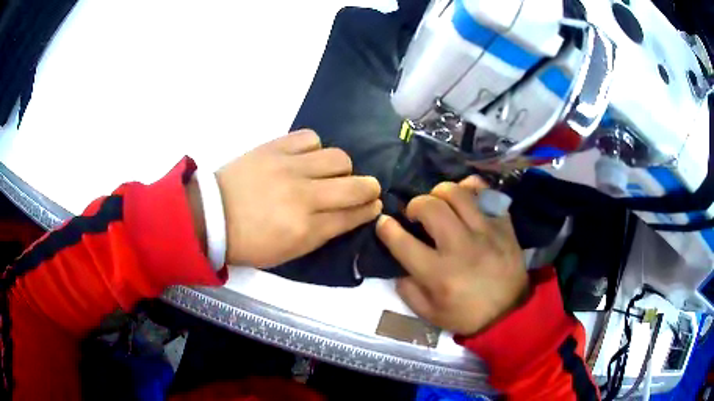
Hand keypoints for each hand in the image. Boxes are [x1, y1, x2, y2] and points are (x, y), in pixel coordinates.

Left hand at [215, 130, 381, 267]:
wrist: (211, 215)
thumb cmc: (249, 241)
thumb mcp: (288, 253)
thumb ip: (320, 235)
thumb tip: (347, 215)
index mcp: (306, 230)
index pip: (352, 216)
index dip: (369, 210)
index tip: (375, 205)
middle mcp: (304, 197)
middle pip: (355, 186)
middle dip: (370, 188)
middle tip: (367, 188)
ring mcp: (289, 168)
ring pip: (338, 158)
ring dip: (342, 167)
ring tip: (330, 172)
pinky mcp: (274, 147)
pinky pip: (310, 138)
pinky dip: (314, 148)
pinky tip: (307, 157)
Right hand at [376, 177, 526, 335]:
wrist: (510, 314)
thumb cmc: (468, 316)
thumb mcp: (430, 314)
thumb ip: (408, 291)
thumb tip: (399, 266)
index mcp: (439, 274)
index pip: (402, 242)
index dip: (386, 228)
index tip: (384, 223)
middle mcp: (460, 247)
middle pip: (430, 206)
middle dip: (415, 204)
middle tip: (416, 215)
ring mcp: (485, 232)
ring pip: (457, 193)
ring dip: (440, 193)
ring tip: (440, 203)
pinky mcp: (503, 225)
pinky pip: (485, 194)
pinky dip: (471, 189)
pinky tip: (465, 196)